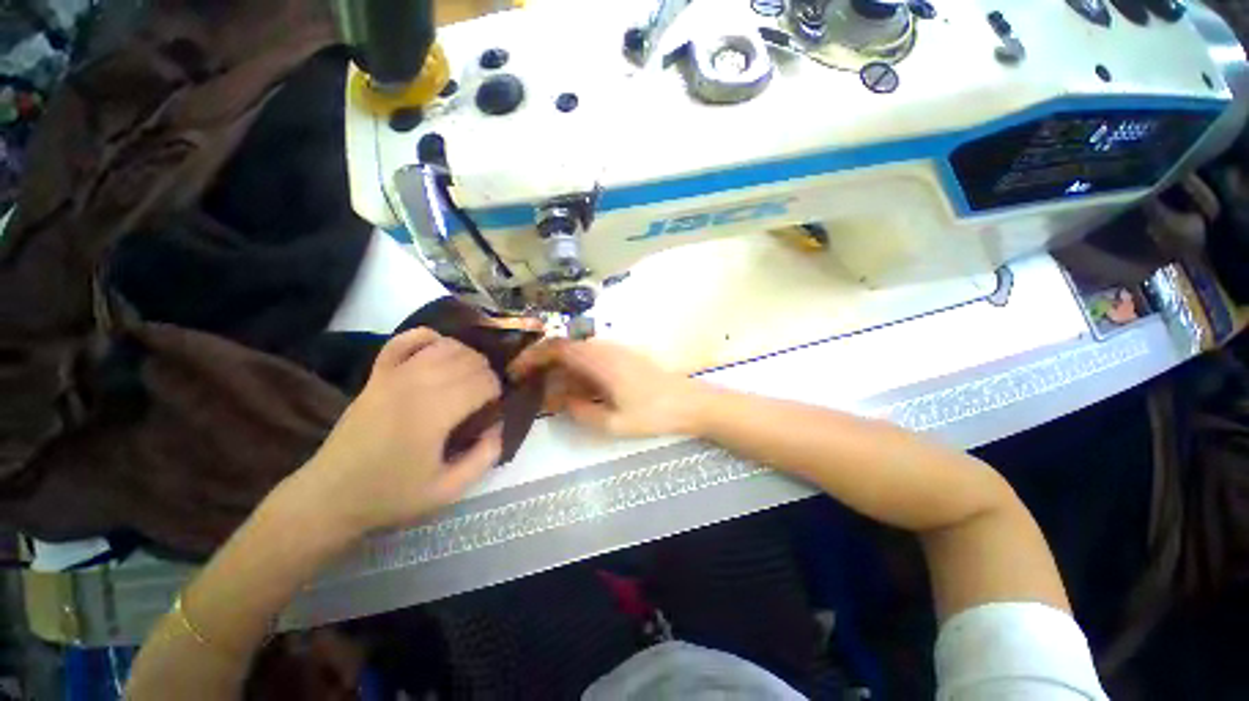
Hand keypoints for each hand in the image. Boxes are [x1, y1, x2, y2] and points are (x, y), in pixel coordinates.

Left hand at [299, 329, 502, 536]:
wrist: (330, 496)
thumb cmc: (391, 495)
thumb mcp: (449, 489)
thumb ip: (486, 456)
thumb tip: (499, 425)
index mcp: (434, 414)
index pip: (484, 382)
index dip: (497, 392)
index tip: (494, 409)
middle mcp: (416, 385)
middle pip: (469, 360)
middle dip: (487, 374)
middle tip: (485, 397)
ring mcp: (393, 375)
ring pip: (446, 346)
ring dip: (467, 356)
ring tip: (469, 377)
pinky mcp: (377, 374)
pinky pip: (406, 340)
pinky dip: (429, 338)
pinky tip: (439, 350)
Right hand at [509, 339, 708, 437]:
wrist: (691, 403)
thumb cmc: (654, 413)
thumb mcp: (614, 423)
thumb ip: (581, 412)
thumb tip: (558, 402)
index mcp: (600, 361)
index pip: (557, 348)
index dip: (532, 356)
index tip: (516, 372)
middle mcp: (605, 350)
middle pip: (565, 348)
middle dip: (542, 365)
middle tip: (528, 388)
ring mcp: (616, 352)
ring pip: (578, 354)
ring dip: (560, 370)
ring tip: (549, 394)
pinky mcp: (623, 358)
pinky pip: (592, 359)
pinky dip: (577, 372)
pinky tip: (576, 391)